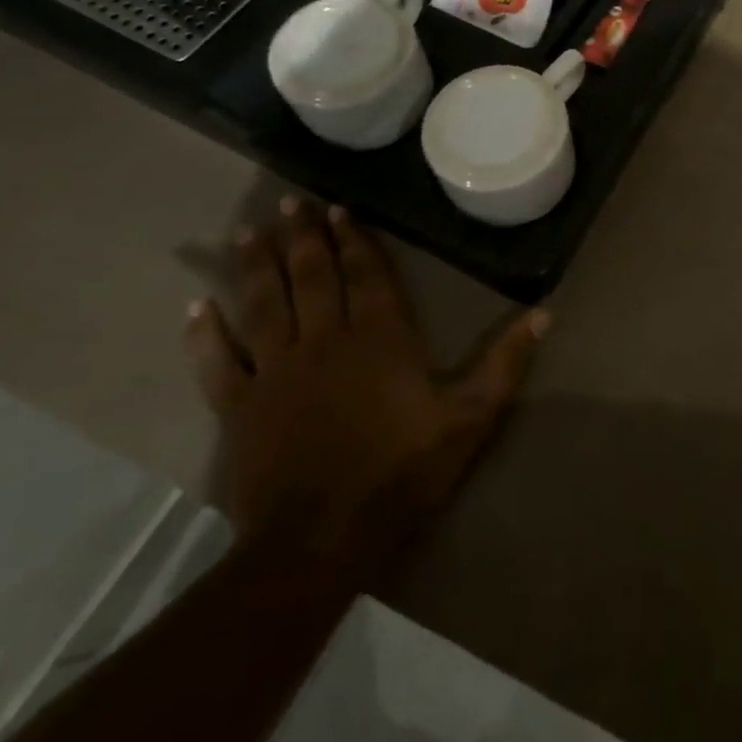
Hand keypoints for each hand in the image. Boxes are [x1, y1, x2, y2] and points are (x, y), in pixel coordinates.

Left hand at [184, 198, 547, 578]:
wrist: (320, 541)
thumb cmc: (402, 471)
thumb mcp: (470, 417)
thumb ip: (506, 362)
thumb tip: (546, 312)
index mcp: (380, 337)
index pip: (366, 275)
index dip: (353, 240)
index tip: (338, 209)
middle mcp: (325, 340)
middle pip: (311, 277)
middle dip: (303, 237)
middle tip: (290, 201)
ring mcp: (277, 372)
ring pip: (263, 305)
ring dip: (255, 265)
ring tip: (246, 231)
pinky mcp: (239, 408)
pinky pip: (218, 361)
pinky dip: (205, 333)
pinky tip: (196, 306)